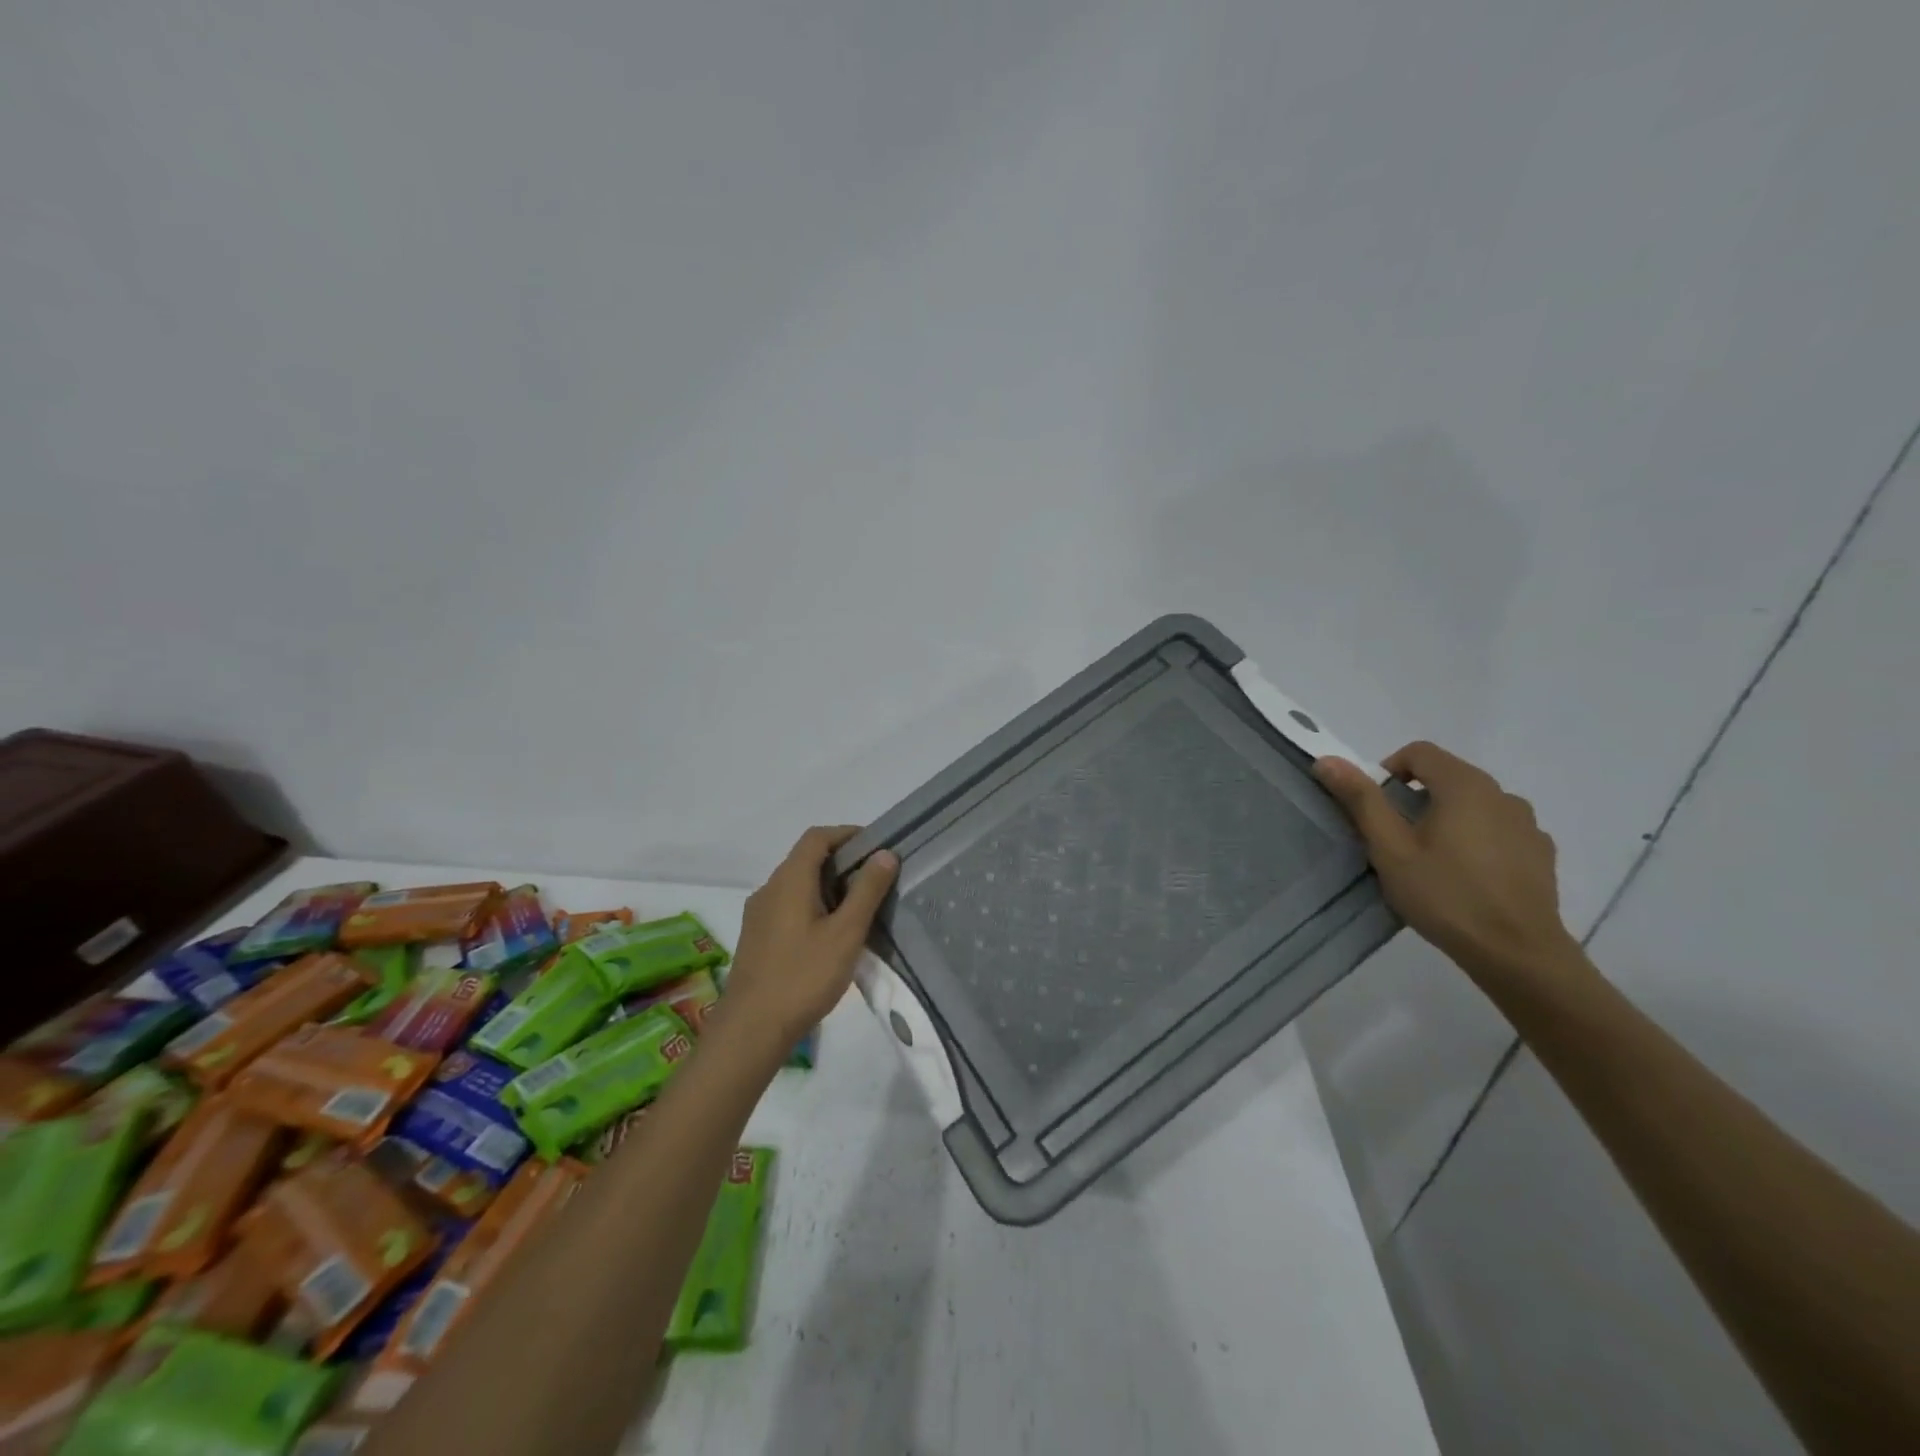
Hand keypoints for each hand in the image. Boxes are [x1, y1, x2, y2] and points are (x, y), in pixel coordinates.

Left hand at [718, 826, 898, 1050]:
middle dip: (842, 861)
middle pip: (806, 859)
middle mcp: (769, 889)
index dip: (847, 834)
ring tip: (859, 908)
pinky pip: (788, 906)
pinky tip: (831, 934)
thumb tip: (885, 853)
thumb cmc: (803, 977)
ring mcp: (758, 914)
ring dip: (828, 886)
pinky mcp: (756, 937)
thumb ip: (867, 891)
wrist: (750, 1030)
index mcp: (789, 880)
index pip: (817, 837)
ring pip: (797, 884)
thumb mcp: (846, 933)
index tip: (876, 847)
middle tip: (875, 880)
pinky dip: (813, 905)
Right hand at [1313, 741, 1581, 982]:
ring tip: (1432, 860)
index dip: (1389, 770)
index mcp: (1465, 786)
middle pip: (1448, 776)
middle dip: (1416, 797)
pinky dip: (1478, 840)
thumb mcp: (1389, 849)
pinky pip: (1499, 831)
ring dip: (1449, 818)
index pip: (1420, 752)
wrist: (1518, 954)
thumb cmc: (1445, 895)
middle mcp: (1502, 794)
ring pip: (1475, 804)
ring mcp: (1528, 825)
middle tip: (1395, 838)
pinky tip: (1467, 876)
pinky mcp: (1541, 854)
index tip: (1375, 807)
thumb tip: (1328, 759)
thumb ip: (1361, 800)